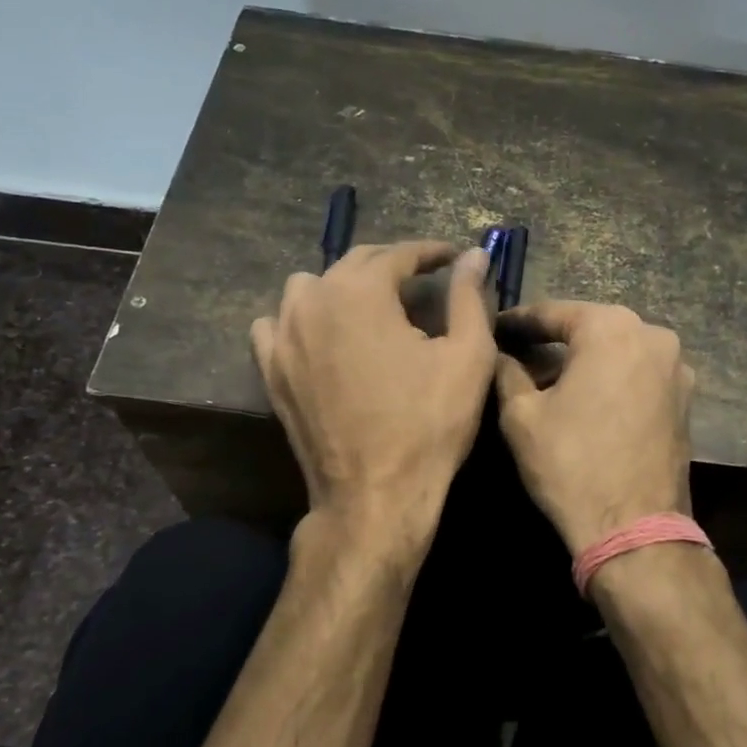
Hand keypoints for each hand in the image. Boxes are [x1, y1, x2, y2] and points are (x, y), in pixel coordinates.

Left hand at [252, 242, 495, 535]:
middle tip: (423, 279)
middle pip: (355, 263)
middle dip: (392, 264)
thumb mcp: (467, 357)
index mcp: (361, 292)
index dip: (431, 252)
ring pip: (310, 287)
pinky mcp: (271, 370)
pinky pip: (277, 324)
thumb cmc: (429, 425)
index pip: (398, 254)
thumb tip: (475, 255)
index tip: (454, 256)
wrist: (373, 495)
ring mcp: (284, 336)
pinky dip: (302, 318)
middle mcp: (313, 301)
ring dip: (343, 286)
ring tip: (373, 306)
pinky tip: (322, 334)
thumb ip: (468, 297)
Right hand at [494, 301, 695, 555]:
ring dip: (584, 363)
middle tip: (518, 358)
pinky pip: (638, 376)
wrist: (635, 528)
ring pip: (617, 353)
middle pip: (590, 330)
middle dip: (553, 342)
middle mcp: (653, 335)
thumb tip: (499, 353)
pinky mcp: (686, 399)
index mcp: (611, 327)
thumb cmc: (572, 463)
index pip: (553, 313)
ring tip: (550, 385)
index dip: (518, 322)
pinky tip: (587, 403)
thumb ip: (507, 371)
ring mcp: (677, 368)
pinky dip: (611, 381)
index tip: (495, 328)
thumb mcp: (522, 415)